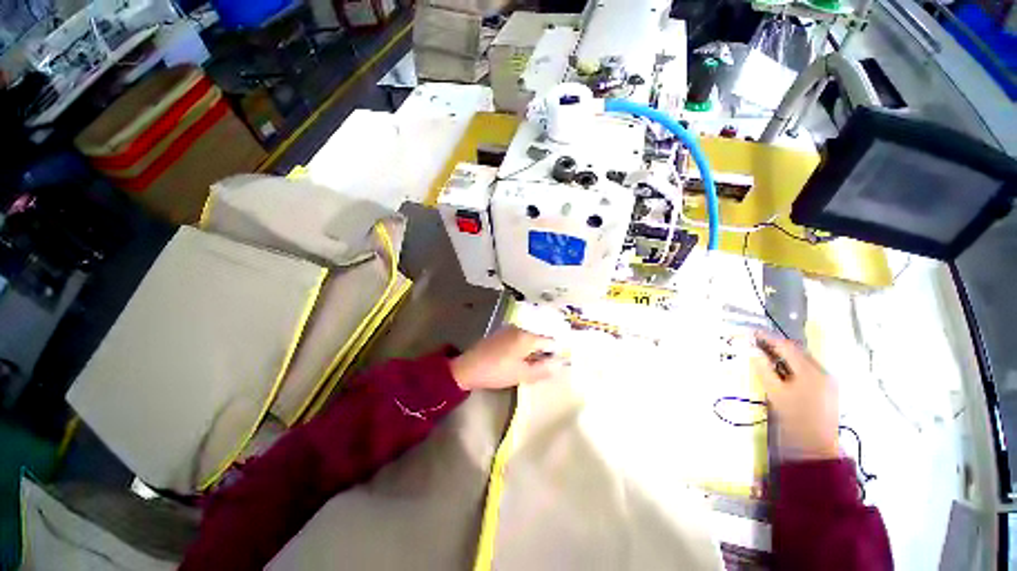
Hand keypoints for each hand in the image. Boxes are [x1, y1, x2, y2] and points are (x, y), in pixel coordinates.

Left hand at [451, 326, 568, 390]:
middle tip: (540, 368)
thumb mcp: (522, 374)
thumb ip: (543, 370)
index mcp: (527, 337)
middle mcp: (520, 328)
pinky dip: (523, 348)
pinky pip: (519, 338)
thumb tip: (559, 364)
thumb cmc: (497, 371)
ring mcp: (509, 329)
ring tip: (528, 366)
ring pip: (529, 338)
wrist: (468, 367)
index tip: (554, 366)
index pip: (550, 342)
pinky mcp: (501, 333)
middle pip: (540, 338)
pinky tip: (517, 360)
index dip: (555, 354)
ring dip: (533, 351)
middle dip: (543, 352)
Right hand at [751, 331, 839, 460]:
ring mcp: (827, 380)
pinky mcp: (827, 389)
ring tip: (765, 355)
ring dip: (784, 355)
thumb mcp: (775, 393)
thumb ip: (763, 369)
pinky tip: (781, 370)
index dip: (768, 338)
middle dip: (776, 345)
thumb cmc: (794, 419)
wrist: (816, 447)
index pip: (787, 347)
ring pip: (803, 360)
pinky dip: (792, 365)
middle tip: (755, 343)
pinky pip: (808, 369)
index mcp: (810, 371)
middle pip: (797, 351)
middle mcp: (822, 372)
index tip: (751, 332)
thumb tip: (752, 350)